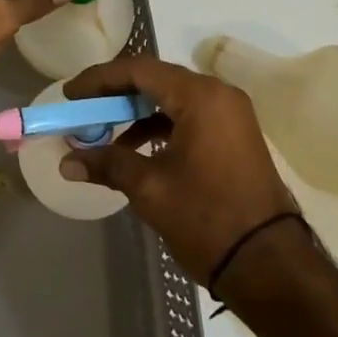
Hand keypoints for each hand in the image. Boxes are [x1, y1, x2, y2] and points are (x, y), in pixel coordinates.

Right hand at [61, 55, 297, 283]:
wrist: (270, 265)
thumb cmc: (207, 219)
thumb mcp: (150, 190)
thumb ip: (108, 164)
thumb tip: (67, 162)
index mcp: (200, 96)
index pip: (139, 70)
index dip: (100, 79)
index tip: (70, 95)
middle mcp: (218, 94)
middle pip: (156, 79)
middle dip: (116, 95)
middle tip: (84, 111)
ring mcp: (231, 114)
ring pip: (173, 98)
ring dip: (137, 113)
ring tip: (104, 135)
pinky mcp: (235, 135)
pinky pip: (190, 116)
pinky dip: (160, 126)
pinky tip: (137, 151)